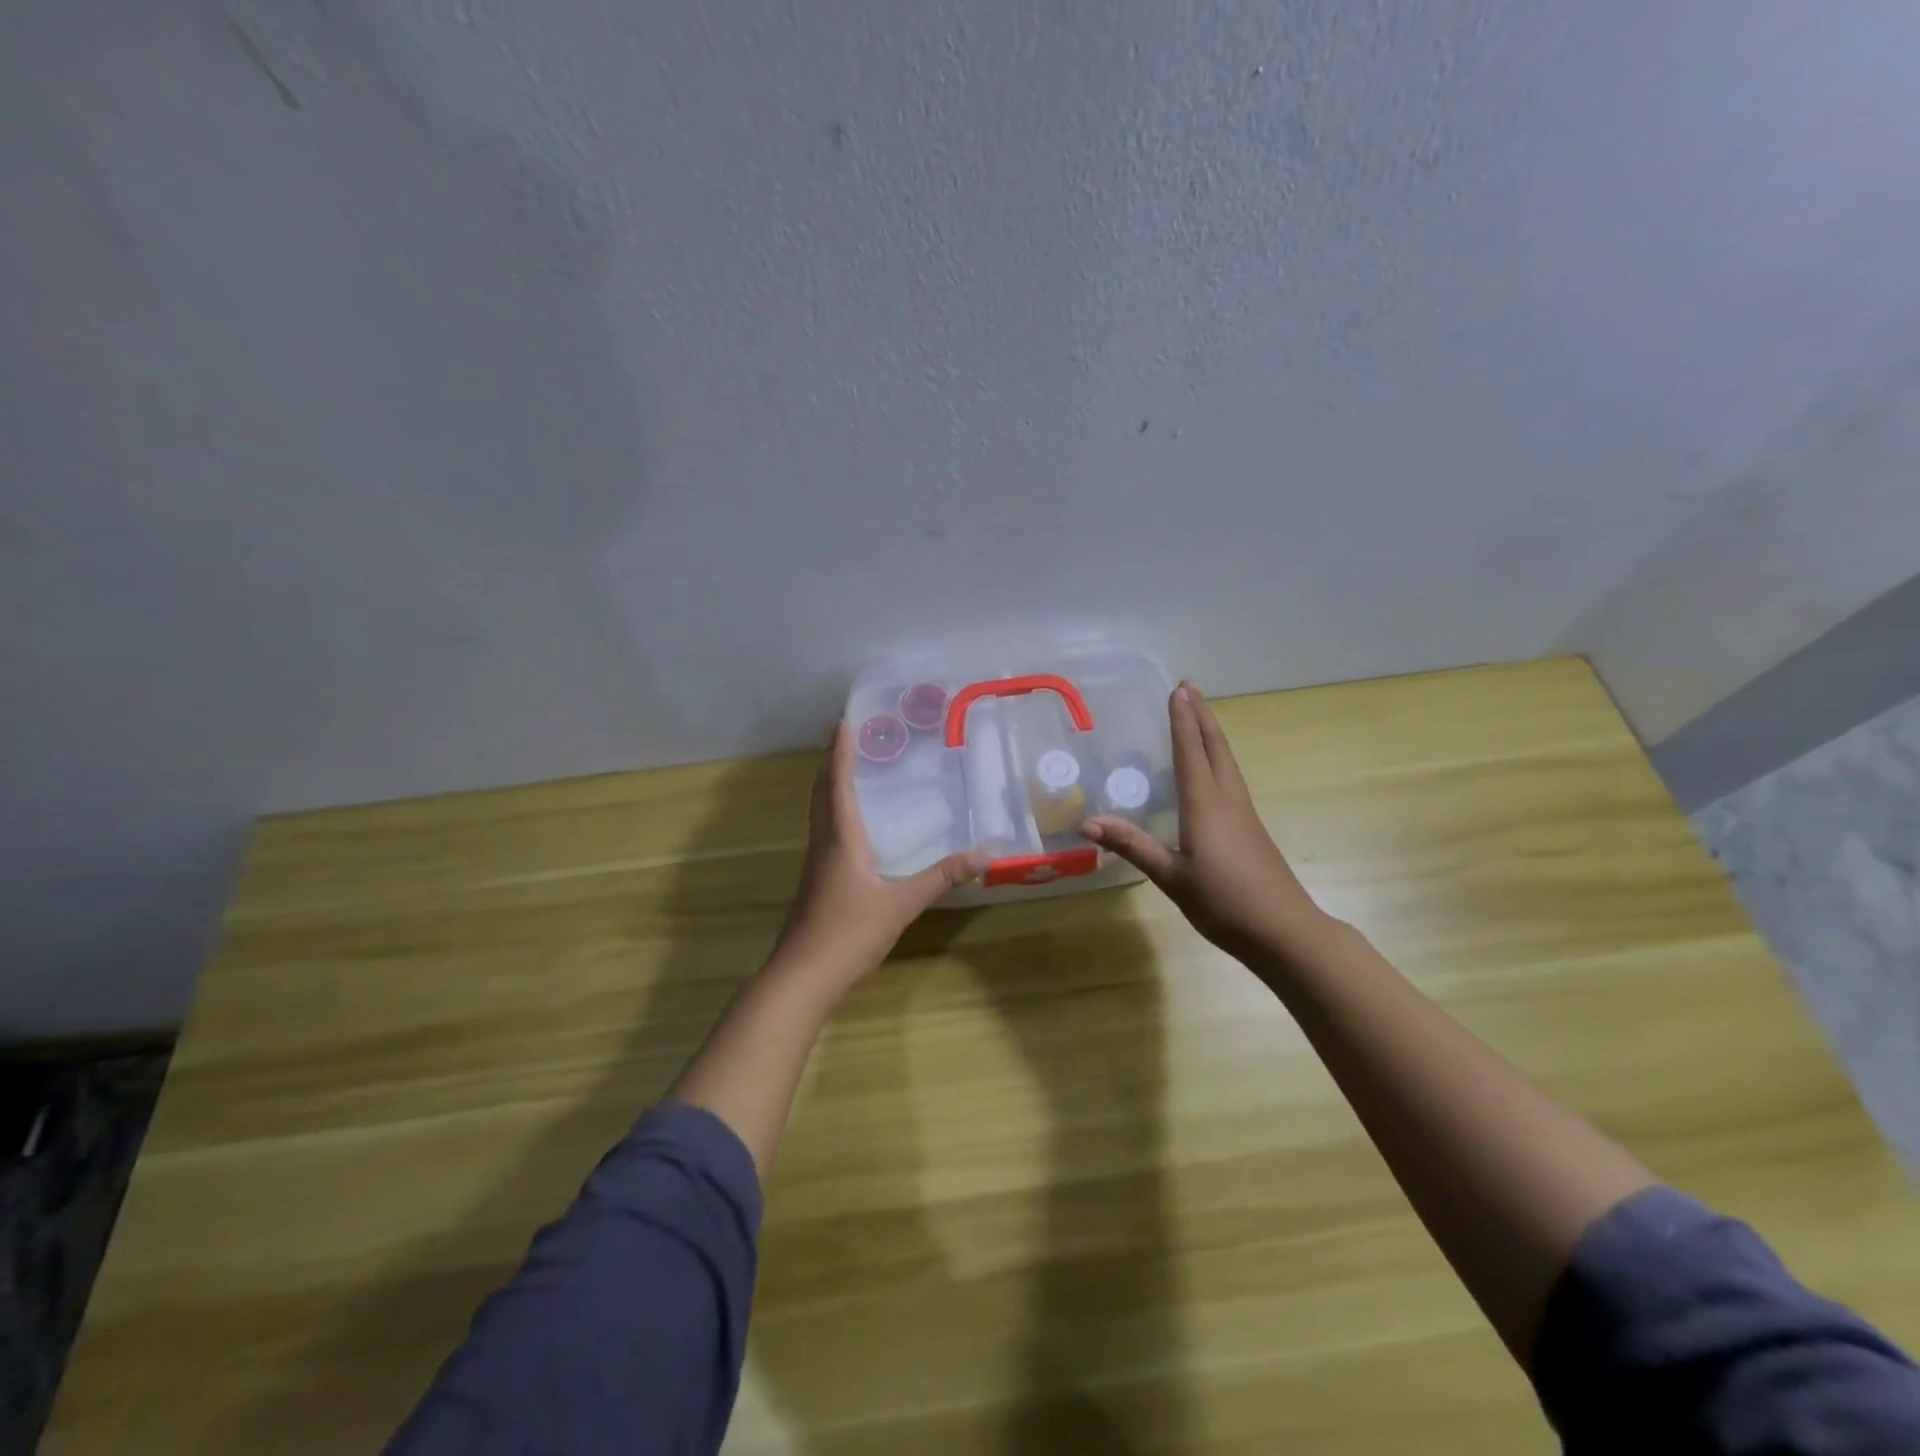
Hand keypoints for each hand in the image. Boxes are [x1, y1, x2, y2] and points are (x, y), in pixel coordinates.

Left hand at [771, 721, 987, 986]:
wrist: (803, 975)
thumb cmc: (849, 933)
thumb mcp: (902, 904)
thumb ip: (941, 878)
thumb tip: (984, 854)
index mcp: (841, 837)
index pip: (839, 783)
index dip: (841, 751)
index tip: (844, 720)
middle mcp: (824, 842)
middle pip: (822, 791)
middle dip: (832, 760)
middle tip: (848, 735)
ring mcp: (817, 862)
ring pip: (820, 810)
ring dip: (830, 783)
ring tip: (849, 767)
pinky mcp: (817, 880)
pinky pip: (824, 829)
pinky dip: (834, 809)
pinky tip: (851, 823)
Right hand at [1081, 682, 1327, 963]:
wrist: (1284, 931)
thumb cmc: (1224, 902)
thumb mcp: (1171, 877)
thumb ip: (1132, 845)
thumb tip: (1086, 822)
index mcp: (1206, 804)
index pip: (1191, 751)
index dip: (1182, 720)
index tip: (1177, 689)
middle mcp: (1227, 799)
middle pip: (1215, 747)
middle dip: (1202, 715)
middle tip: (1189, 687)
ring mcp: (1243, 813)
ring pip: (1227, 761)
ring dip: (1211, 733)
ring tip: (1199, 715)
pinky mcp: (1250, 828)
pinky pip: (1230, 779)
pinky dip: (1217, 758)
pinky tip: (1212, 769)